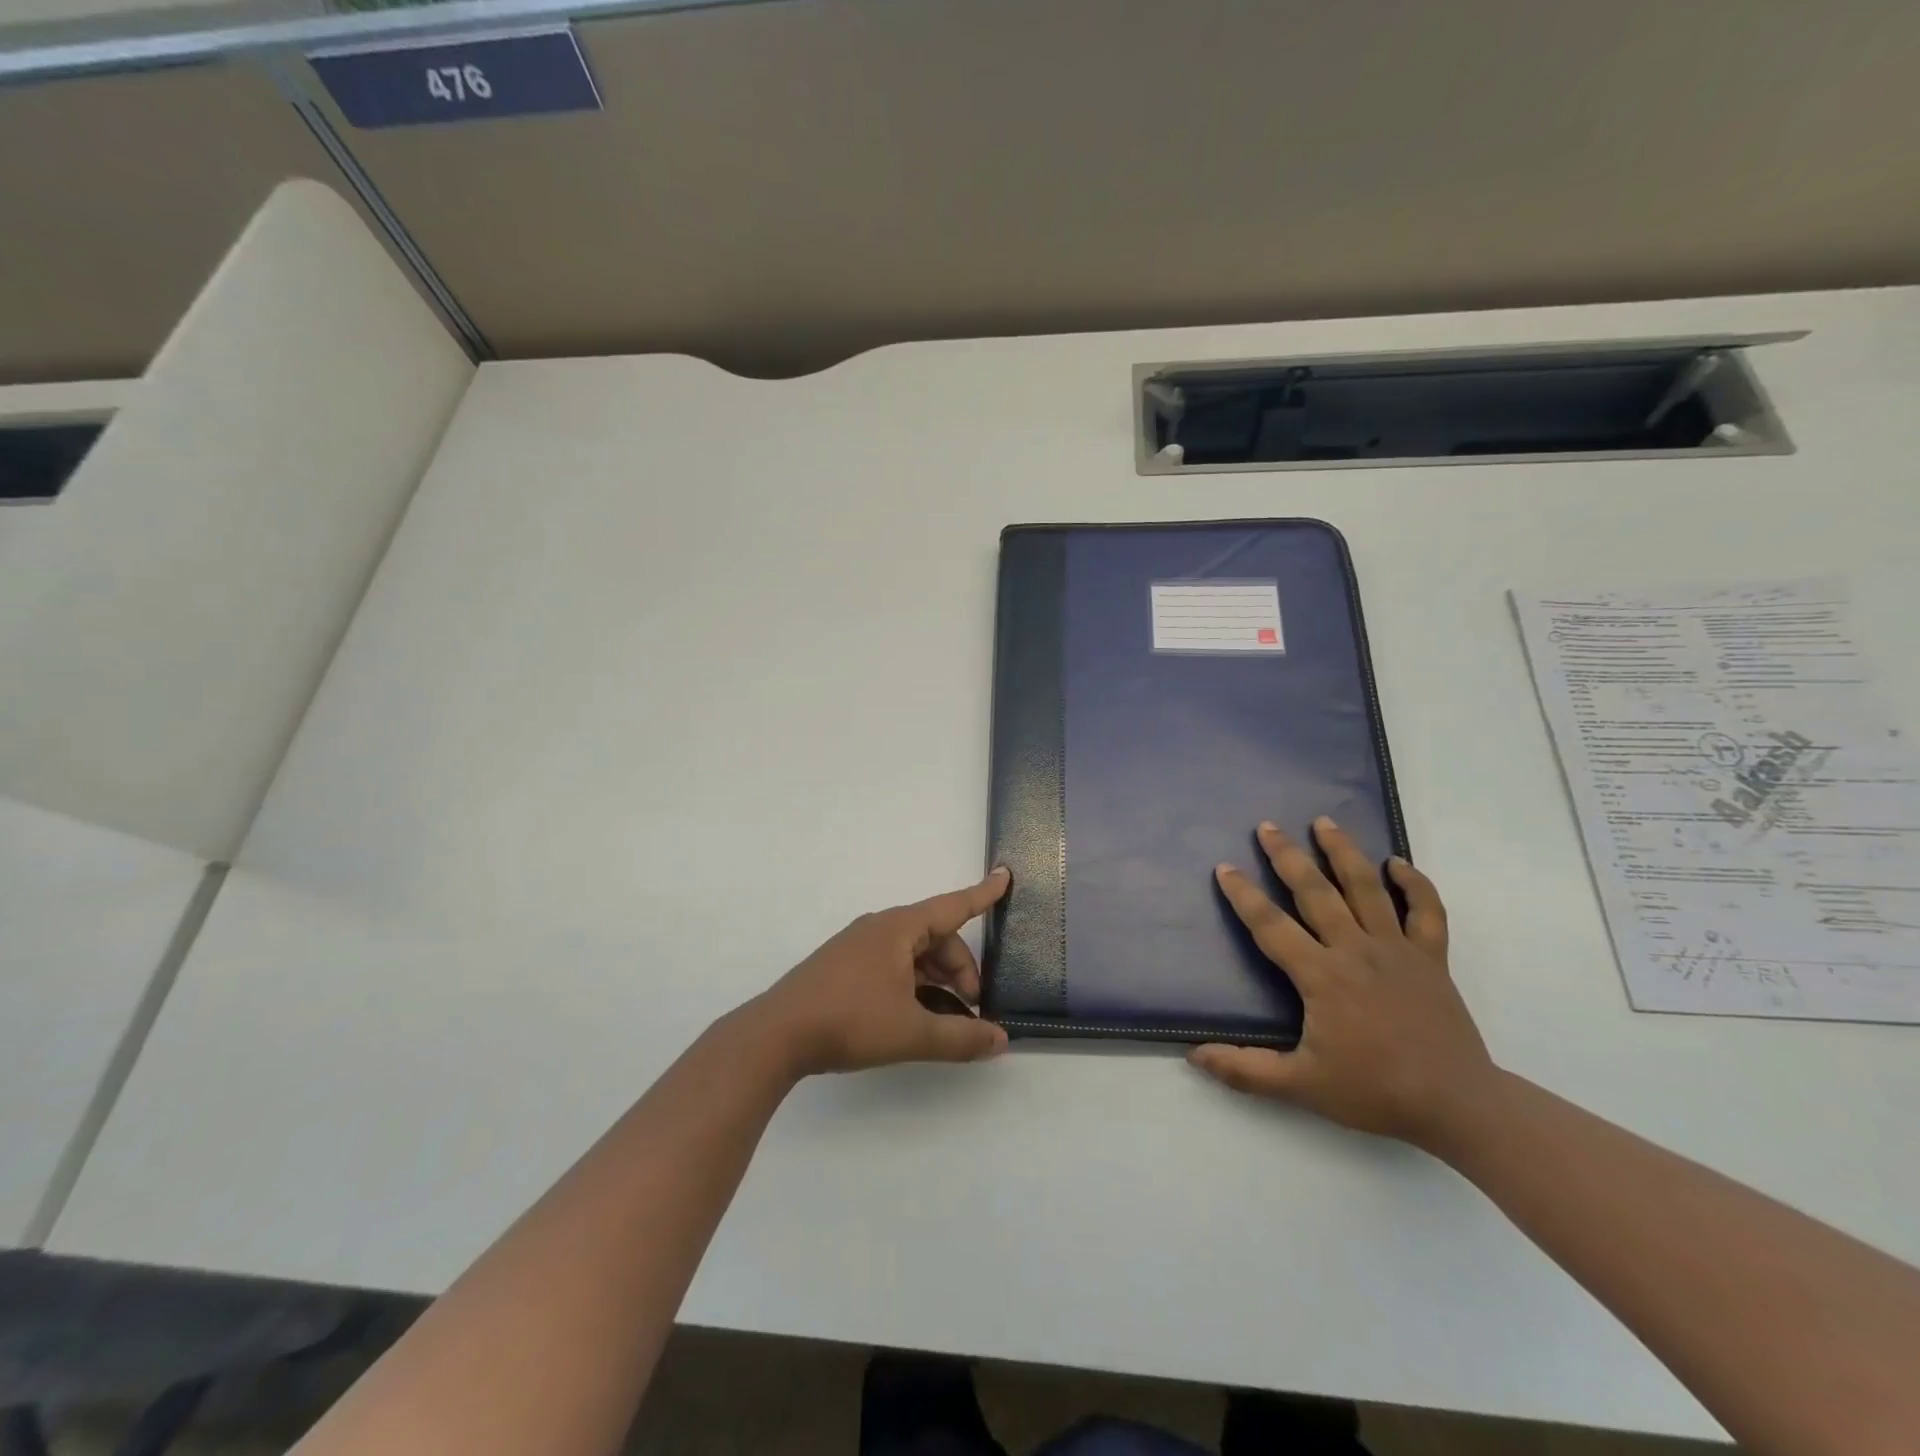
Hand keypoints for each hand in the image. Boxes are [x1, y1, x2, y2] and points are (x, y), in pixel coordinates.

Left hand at [748, 867, 1012, 1074]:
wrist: (776, 1035)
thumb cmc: (850, 1020)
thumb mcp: (912, 1032)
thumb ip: (961, 1037)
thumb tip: (1000, 1040)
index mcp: (899, 928)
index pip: (953, 906)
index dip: (983, 894)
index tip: (1005, 875)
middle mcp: (880, 929)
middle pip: (936, 939)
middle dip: (962, 971)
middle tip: (974, 1010)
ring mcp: (859, 947)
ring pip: (914, 956)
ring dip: (938, 982)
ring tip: (950, 1022)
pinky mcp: (845, 968)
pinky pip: (893, 966)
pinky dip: (914, 986)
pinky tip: (918, 1019)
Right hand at [1189, 818, 1494, 1147]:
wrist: (1458, 1106)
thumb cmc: (1375, 1092)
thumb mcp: (1301, 1087)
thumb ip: (1246, 1070)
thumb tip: (1194, 1055)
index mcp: (1321, 976)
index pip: (1271, 925)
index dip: (1244, 896)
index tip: (1225, 868)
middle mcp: (1355, 950)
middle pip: (1315, 891)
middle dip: (1287, 856)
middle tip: (1267, 826)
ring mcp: (1397, 950)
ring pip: (1366, 888)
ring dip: (1343, 852)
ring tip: (1323, 822)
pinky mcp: (1431, 959)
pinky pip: (1426, 912)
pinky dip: (1415, 884)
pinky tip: (1398, 863)